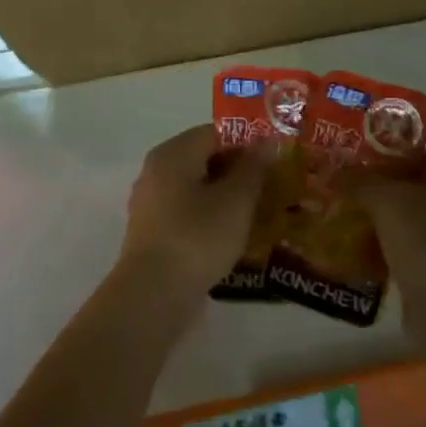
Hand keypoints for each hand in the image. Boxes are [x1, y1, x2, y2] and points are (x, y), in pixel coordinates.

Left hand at [117, 125, 271, 308]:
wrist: (154, 293)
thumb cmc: (198, 236)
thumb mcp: (236, 200)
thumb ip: (253, 167)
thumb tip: (266, 140)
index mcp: (173, 153)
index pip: (214, 133)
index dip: (247, 143)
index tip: (274, 161)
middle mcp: (156, 171)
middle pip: (203, 159)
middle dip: (237, 171)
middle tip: (271, 187)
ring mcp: (150, 202)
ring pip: (195, 188)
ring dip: (225, 196)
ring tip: (257, 212)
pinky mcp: (152, 232)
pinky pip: (186, 213)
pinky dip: (209, 217)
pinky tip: (232, 235)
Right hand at [340, 105, 425, 327]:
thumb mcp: (390, 203)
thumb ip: (359, 180)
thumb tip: (331, 171)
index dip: (408, 108)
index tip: (369, 108)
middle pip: (421, 152)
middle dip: (382, 147)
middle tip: (342, 143)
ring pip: (411, 188)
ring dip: (377, 183)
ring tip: (337, 177)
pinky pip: (407, 219)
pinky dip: (381, 214)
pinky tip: (348, 215)